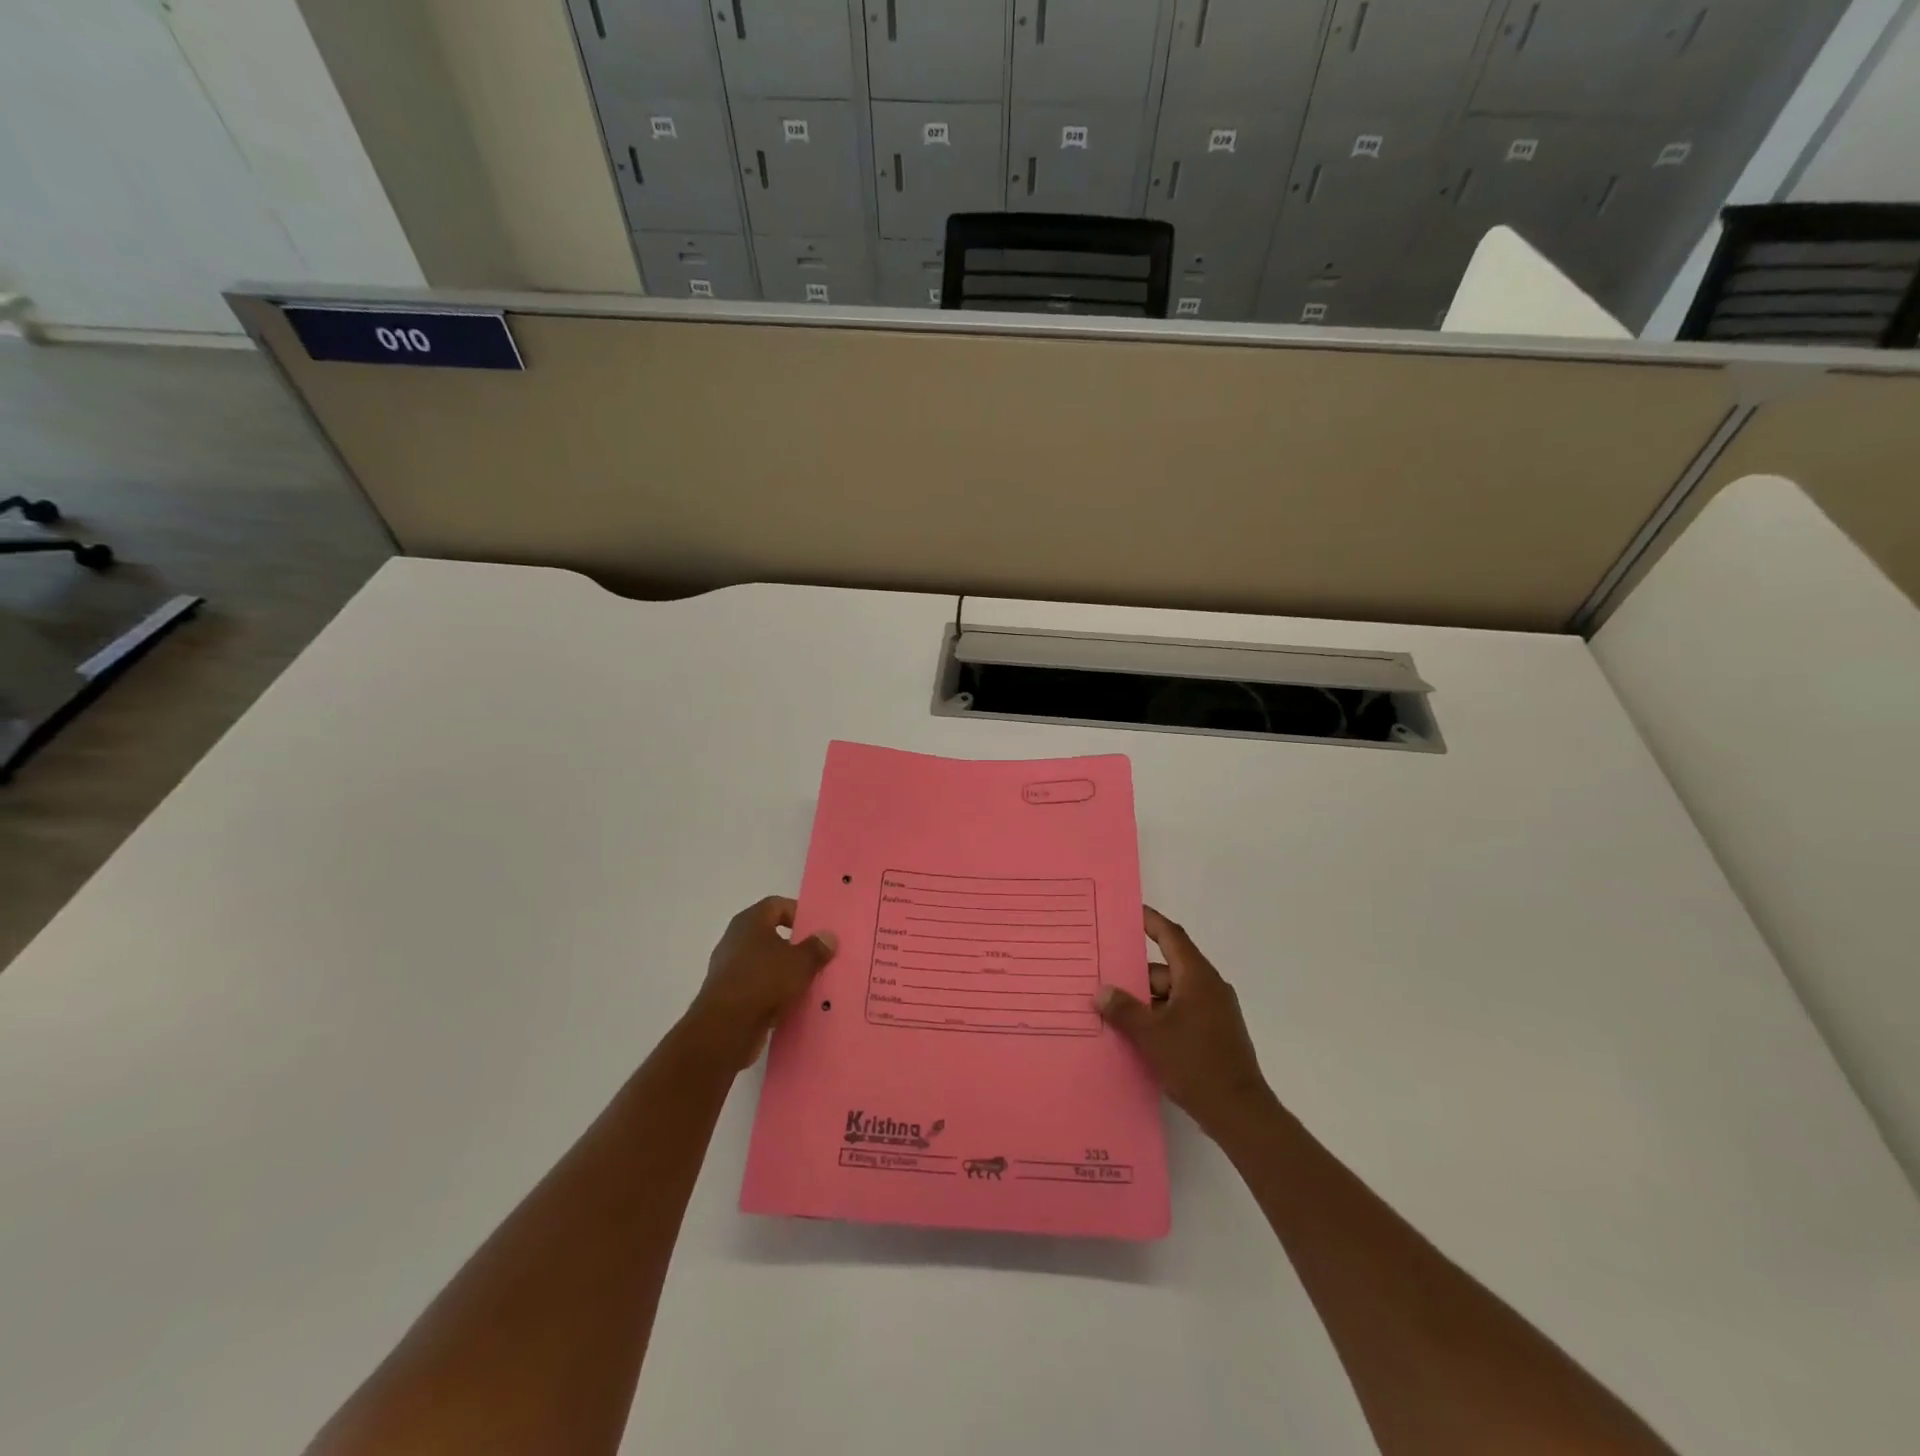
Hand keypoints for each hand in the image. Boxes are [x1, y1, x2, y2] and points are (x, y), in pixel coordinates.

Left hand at [687, 897, 837, 1067]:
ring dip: (782, 970)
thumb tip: (828, 936)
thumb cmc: (764, 981)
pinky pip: (755, 985)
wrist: (724, 1027)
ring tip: (806, 982)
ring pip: (763, 962)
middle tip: (816, 956)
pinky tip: (788, 1003)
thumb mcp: (800, 962)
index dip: (798, 913)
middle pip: (770, 934)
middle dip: (793, 945)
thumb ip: (816, 947)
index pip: (777, 904)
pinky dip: (771, 991)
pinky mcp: (726, 994)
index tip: (816, 930)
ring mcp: (728, 967)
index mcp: (750, 921)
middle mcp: (735, 939)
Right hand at [1096, 907, 1272, 1136]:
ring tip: (1114, 1011)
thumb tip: (1103, 991)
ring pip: (1173, 995)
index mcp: (1197, 977)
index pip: (1171, 936)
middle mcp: (1209, 988)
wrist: (1240, 1113)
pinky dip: (1160, 1018)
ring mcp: (1215, 1013)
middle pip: (1167, 969)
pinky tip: (1137, 1035)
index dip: (1150, 921)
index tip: (1130, 911)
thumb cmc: (1195, 1063)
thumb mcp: (1151, 1035)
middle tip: (1104, 977)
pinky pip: (1182, 1014)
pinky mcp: (1216, 1035)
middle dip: (1136, 974)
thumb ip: (1124, 1009)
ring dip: (1146, 1001)